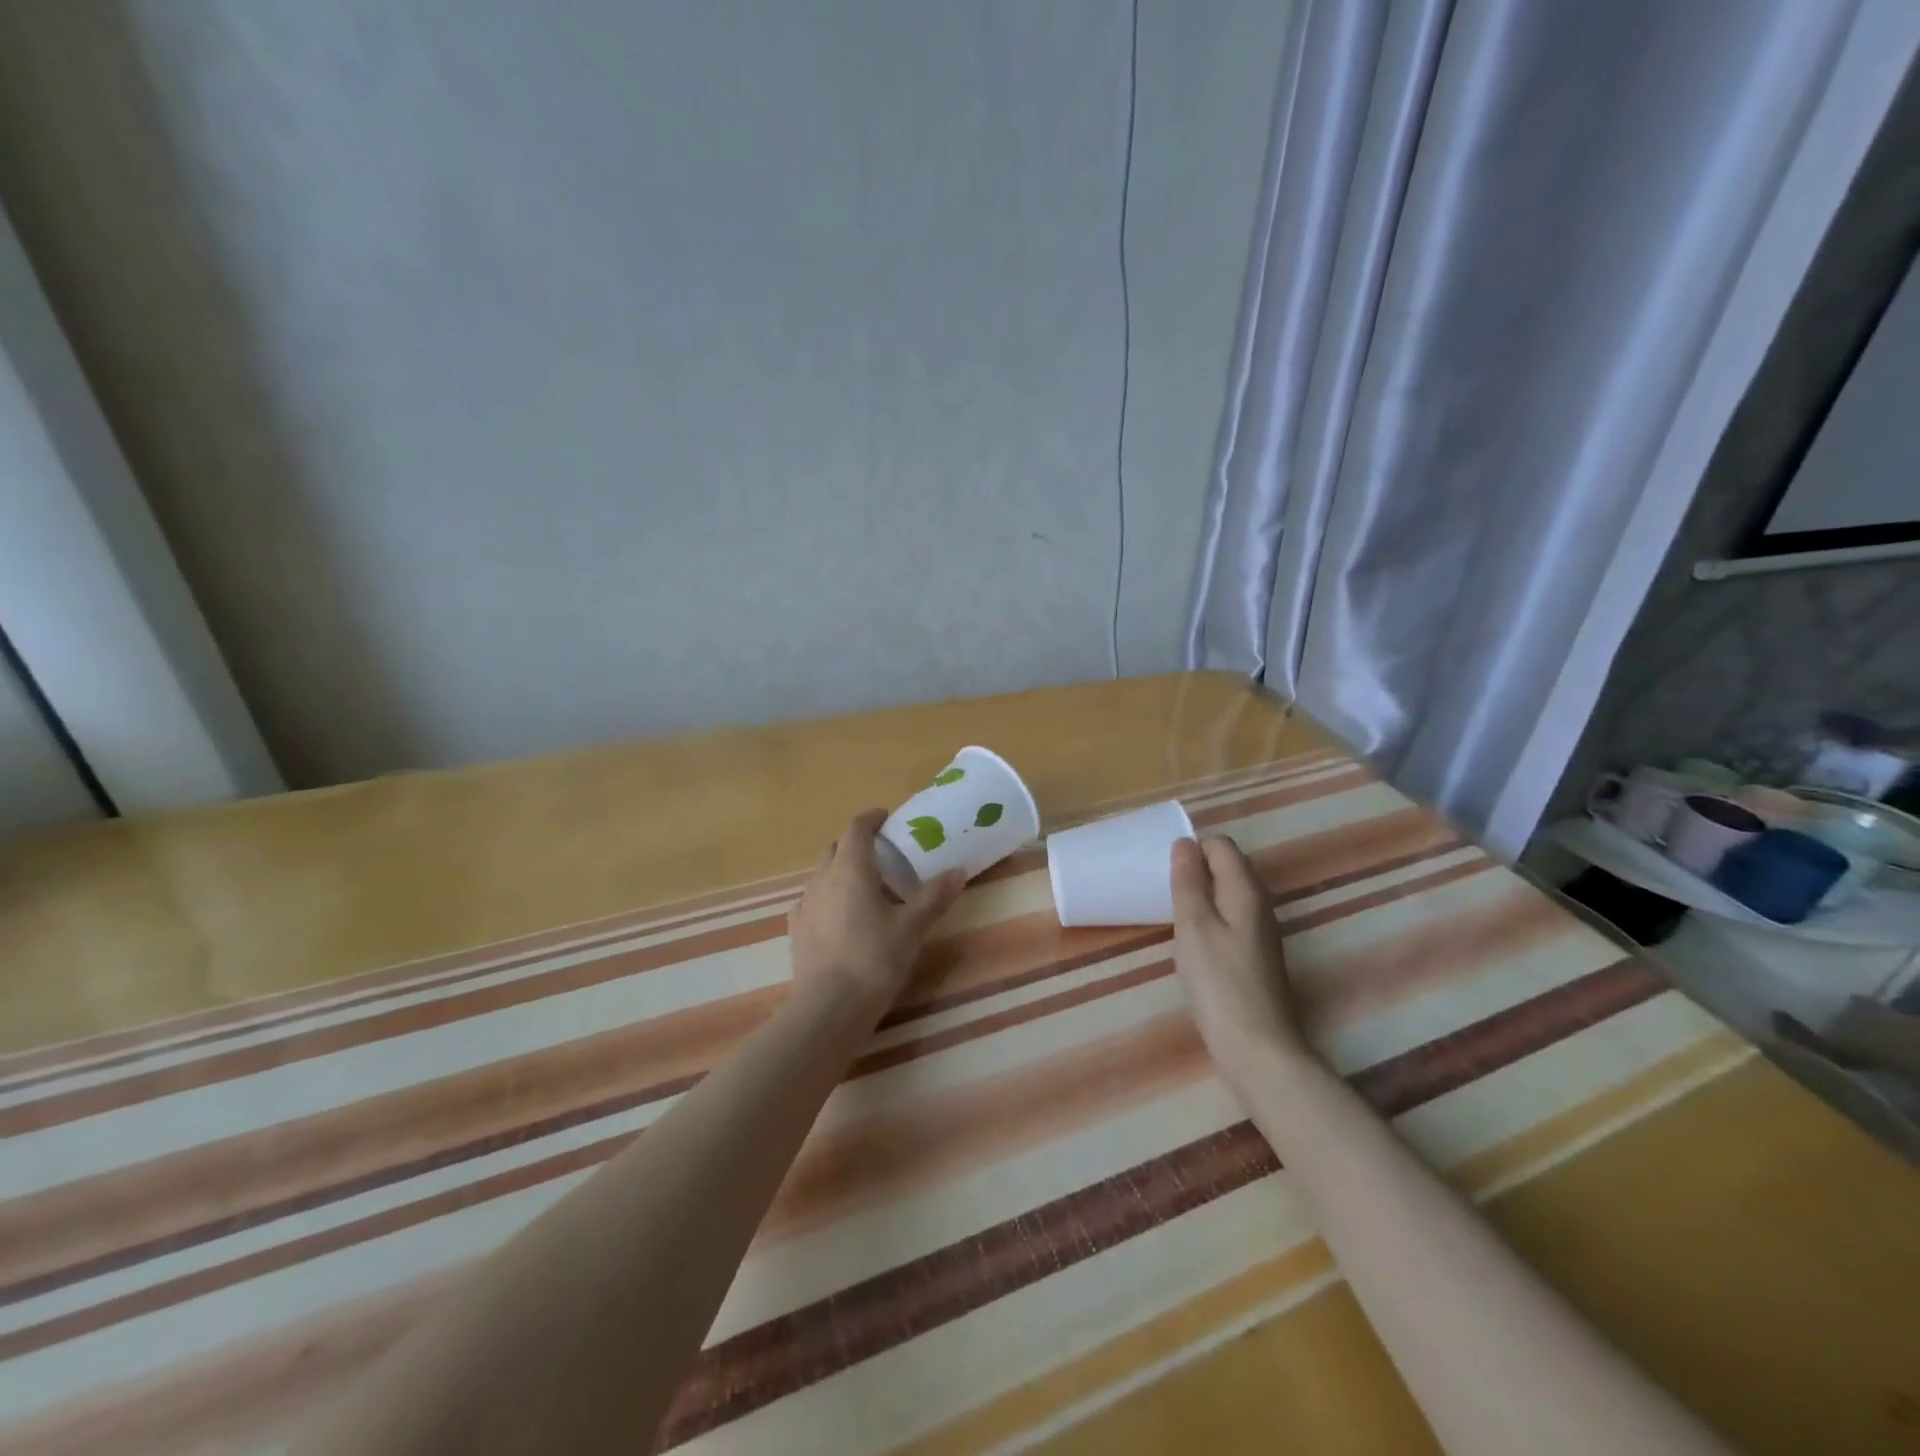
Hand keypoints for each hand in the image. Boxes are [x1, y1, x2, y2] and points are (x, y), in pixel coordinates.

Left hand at [789, 809, 966, 1016]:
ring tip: (865, 889)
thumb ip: (934, 897)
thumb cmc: (874, 960)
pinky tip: (840, 917)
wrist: (829, 1008)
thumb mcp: (912, 928)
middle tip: (883, 856)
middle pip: (837, 848)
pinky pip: (812, 901)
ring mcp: (805, 905)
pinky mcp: (796, 930)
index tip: (886, 818)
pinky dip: (827, 898)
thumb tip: (958, 871)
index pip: (856, 828)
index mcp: (851, 869)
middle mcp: (822, 879)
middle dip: (857, 845)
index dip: (871, 818)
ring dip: (841, 872)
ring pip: (822, 874)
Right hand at [1169, 836, 1308, 1083]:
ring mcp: (1260, 930)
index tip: (1165, 867)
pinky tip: (1192, 938)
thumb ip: (1188, 882)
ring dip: (1202, 893)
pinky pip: (1231, 916)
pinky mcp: (1255, 954)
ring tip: (1173, 909)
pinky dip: (1210, 915)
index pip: (1221, 845)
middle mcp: (1259, 903)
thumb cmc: (1218, 981)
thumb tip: (1185, 843)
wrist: (1256, 1045)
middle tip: (1165, 886)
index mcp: (1245, 890)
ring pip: (1229, 892)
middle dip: (1197, 867)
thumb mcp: (1193, 925)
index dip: (1193, 848)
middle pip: (1229, 866)